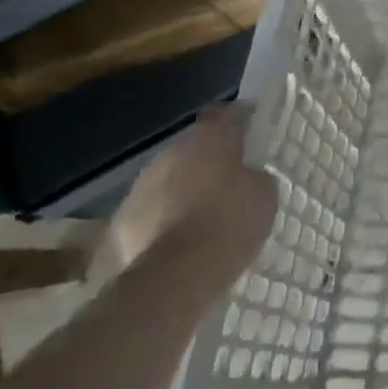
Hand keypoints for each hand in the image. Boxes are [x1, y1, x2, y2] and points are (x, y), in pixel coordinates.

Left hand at [109, 103, 278, 268]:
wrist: (176, 275)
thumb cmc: (229, 223)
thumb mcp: (264, 195)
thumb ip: (255, 176)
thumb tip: (247, 176)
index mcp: (210, 137)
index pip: (224, 113)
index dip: (238, 122)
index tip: (250, 137)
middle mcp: (173, 150)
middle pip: (194, 146)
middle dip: (209, 159)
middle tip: (229, 181)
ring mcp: (143, 183)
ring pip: (170, 176)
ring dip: (184, 187)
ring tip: (202, 214)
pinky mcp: (123, 218)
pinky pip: (152, 208)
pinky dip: (164, 216)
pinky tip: (179, 238)